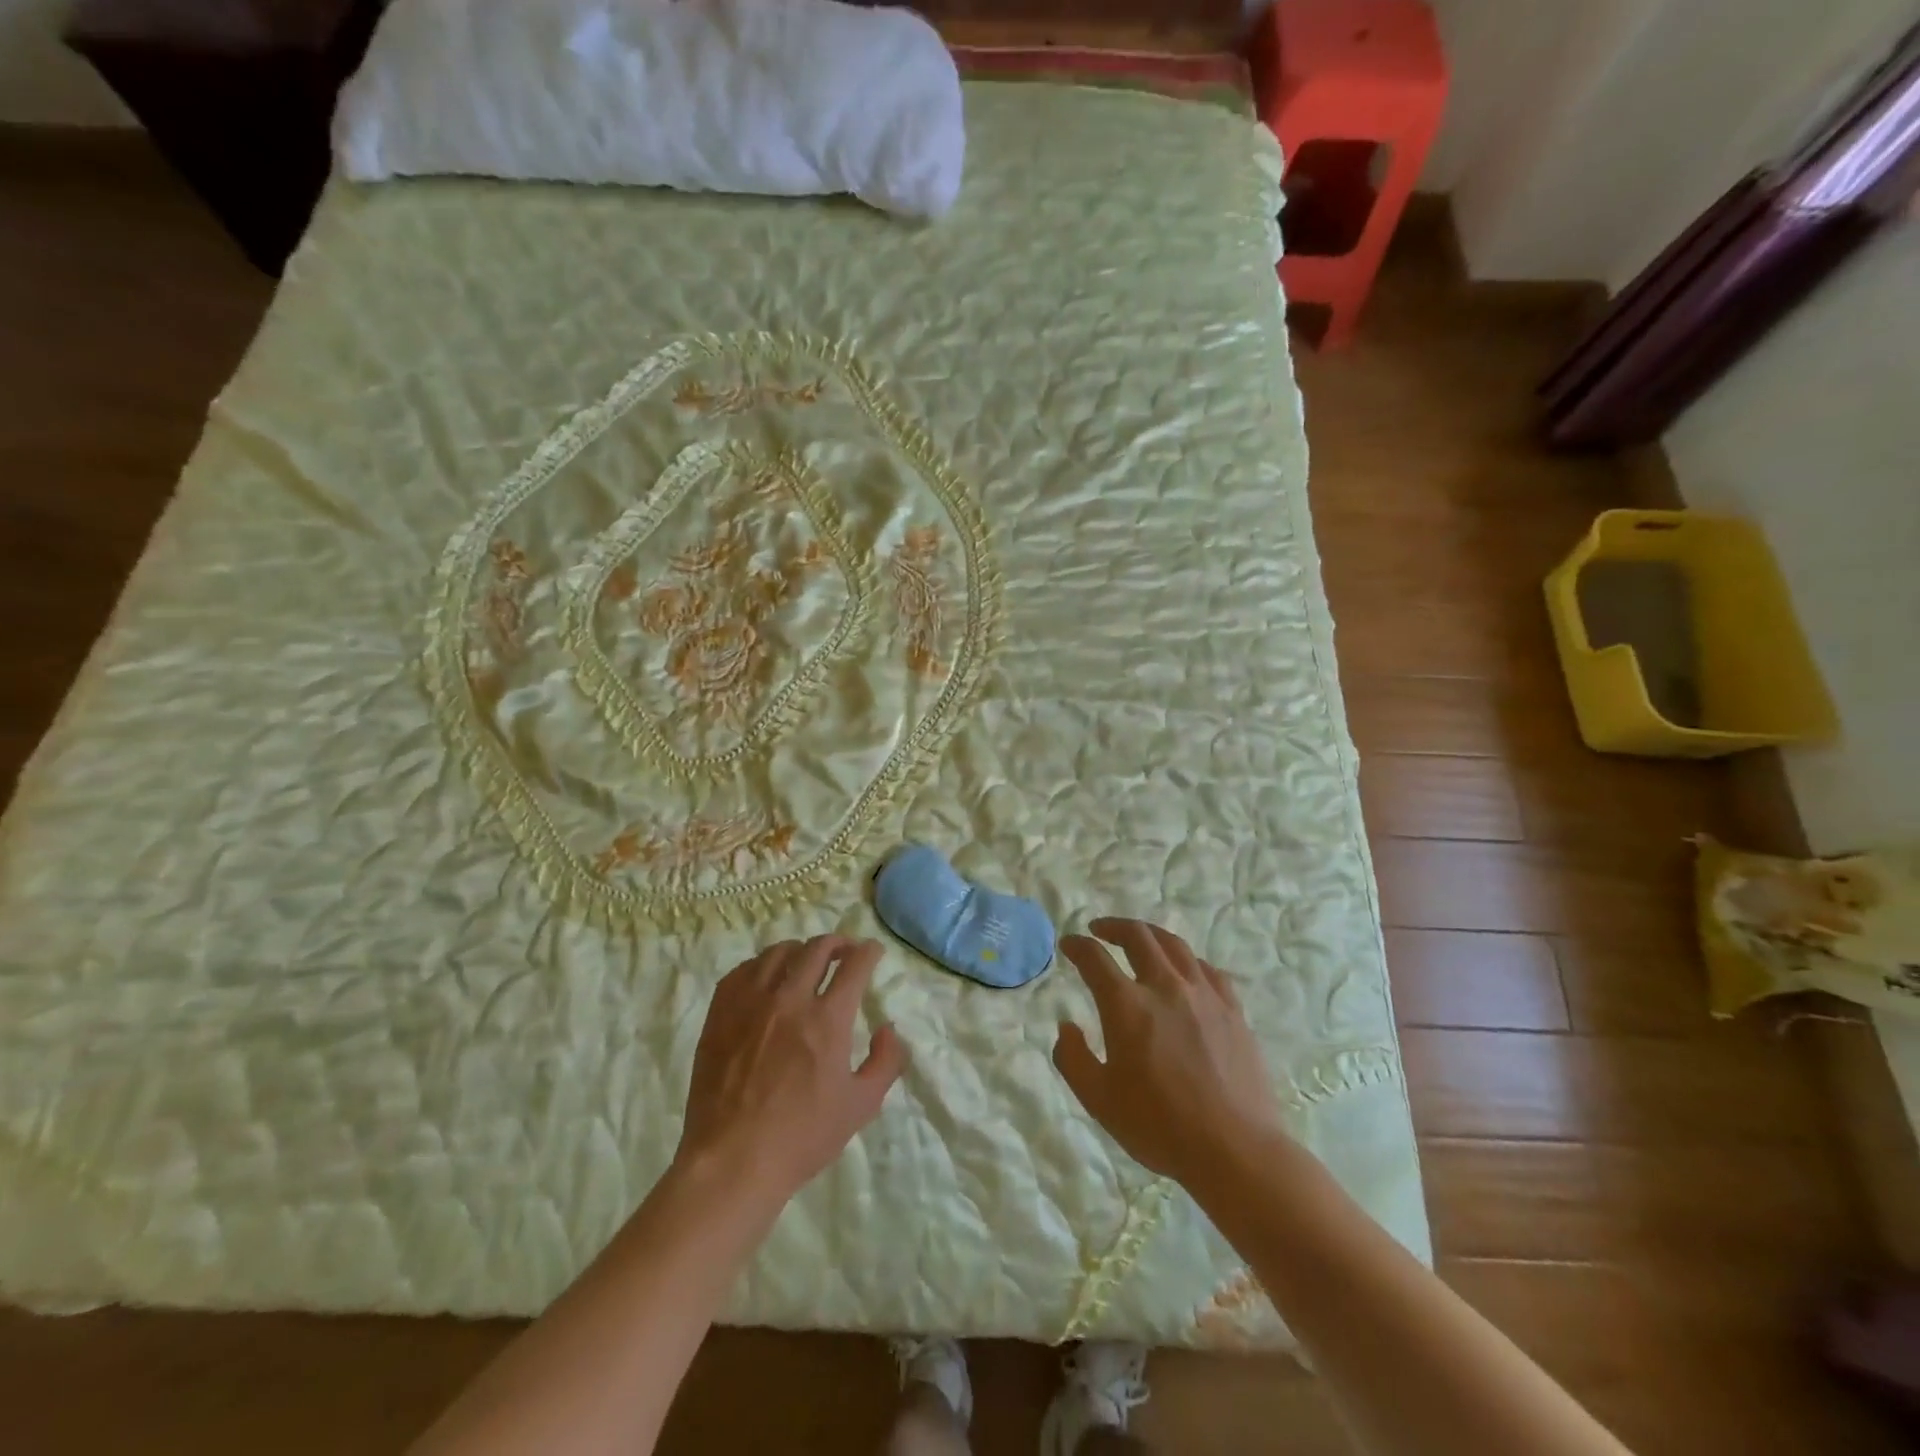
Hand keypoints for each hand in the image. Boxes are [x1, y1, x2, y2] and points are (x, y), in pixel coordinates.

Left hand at [677, 935, 907, 1203]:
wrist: (733, 1161)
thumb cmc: (802, 1137)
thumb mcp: (861, 1105)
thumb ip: (886, 1062)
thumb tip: (888, 1029)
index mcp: (827, 1019)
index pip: (854, 964)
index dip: (868, 951)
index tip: (873, 952)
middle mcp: (790, 999)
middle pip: (817, 949)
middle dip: (838, 943)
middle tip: (845, 951)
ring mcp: (750, 1003)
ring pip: (778, 953)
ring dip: (800, 950)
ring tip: (805, 961)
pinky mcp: (720, 1013)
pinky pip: (743, 970)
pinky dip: (762, 965)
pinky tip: (766, 977)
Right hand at [1053, 918, 1284, 1186]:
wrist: (1235, 1149)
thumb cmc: (1159, 1126)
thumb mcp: (1098, 1100)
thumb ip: (1072, 1058)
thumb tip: (1067, 1026)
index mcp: (1127, 1005)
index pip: (1095, 958)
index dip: (1077, 946)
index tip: (1068, 944)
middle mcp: (1164, 986)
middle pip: (1138, 936)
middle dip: (1113, 926)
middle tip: (1100, 930)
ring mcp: (1203, 994)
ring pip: (1174, 945)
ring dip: (1150, 934)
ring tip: (1140, 939)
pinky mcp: (1232, 1009)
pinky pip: (1207, 969)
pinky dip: (1187, 960)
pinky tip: (1185, 970)